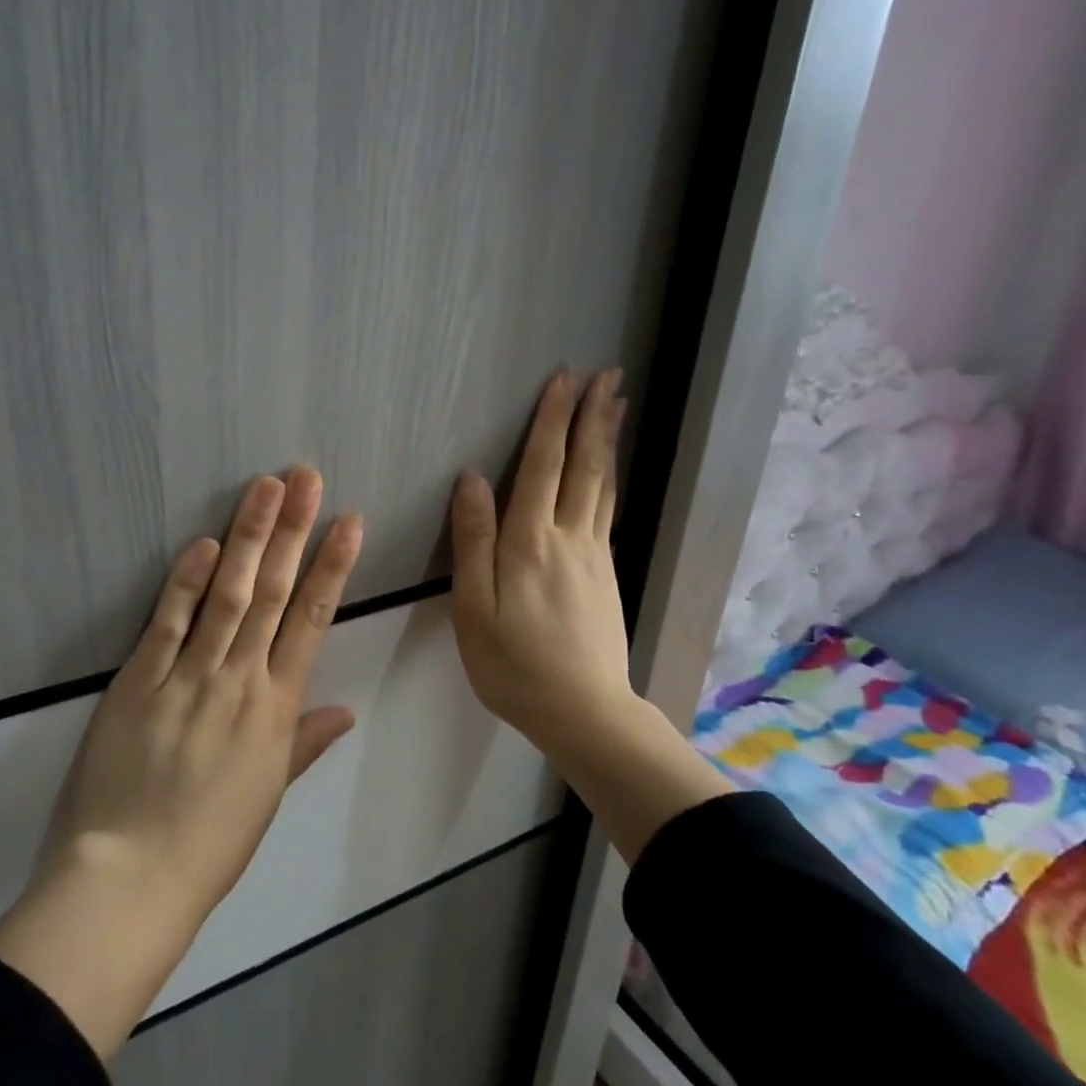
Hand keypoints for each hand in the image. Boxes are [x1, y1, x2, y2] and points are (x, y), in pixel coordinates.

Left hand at [0, 469, 362, 1057]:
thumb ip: (304, 743)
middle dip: (292, 531)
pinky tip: (203, 542)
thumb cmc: (210, 843)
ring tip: (265, 488)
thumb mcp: (268, 794)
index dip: (332, 568)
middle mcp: (239, 681)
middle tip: (306, 478)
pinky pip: (167, 623)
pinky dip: (185, 581)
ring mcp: (188, 677)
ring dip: (247, 538)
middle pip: (271, 593)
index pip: (312, 622)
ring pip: (226, 595)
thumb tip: (345, 712)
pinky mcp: (139, 681)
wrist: (133, 877)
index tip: (349, 523)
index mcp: (276, 710)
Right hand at [449, 369, 634, 756]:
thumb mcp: (474, 607)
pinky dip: (610, 478)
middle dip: (592, 417)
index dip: (550, 421)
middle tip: (607, 375)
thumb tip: (470, 480)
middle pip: (583, 466)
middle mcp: (568, 537)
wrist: (582, 710)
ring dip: (607, 440)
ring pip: (603, 485)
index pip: (541, 467)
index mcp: (529, 542)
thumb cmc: (513, 664)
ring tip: (616, 405)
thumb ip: (473, 541)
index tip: (563, 380)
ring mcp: (594, 555)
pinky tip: (609, 472)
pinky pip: (608, 510)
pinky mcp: (606, 574)